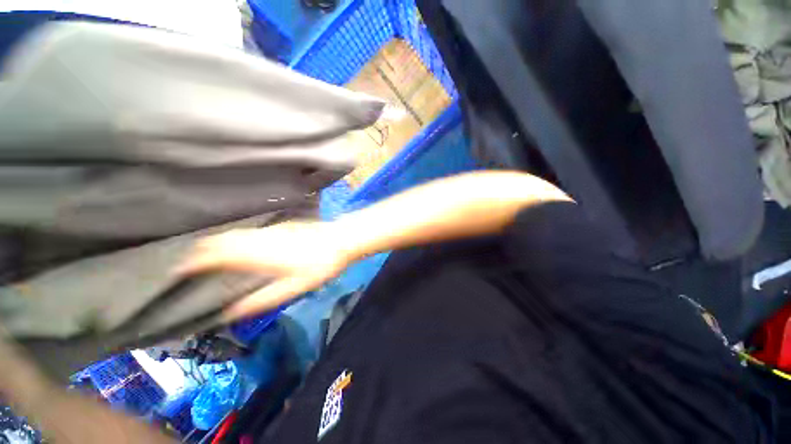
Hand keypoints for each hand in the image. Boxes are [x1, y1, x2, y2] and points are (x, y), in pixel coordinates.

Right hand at [177, 221, 351, 320]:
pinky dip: (233, 239)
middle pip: (219, 241)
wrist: (341, 240)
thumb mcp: (292, 288)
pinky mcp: (280, 225)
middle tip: (187, 266)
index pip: (214, 255)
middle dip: (199, 252)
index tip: (177, 272)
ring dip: (215, 244)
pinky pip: (247, 231)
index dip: (192, 262)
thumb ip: (260, 301)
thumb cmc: (319, 266)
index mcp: (257, 255)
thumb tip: (230, 313)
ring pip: (233, 233)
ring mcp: (270, 229)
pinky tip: (236, 247)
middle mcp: (258, 238)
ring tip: (205, 258)